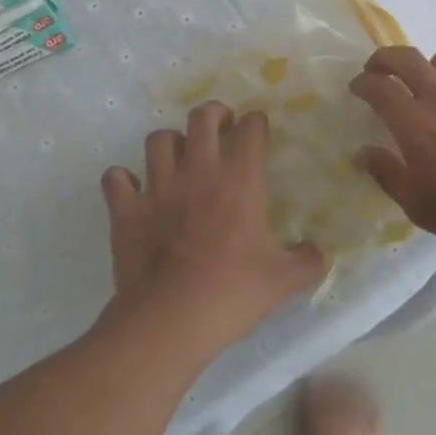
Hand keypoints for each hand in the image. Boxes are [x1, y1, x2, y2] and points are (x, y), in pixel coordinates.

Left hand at [102, 102, 326, 349]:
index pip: (250, 129)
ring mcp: (158, 187)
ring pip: (158, 140)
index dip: (256, 123)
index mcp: (239, 180)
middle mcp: (198, 171)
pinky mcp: (126, 209)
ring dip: (170, 143)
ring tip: (178, 157)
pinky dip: (124, 180)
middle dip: (214, 114)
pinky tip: (134, 190)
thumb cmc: (231, 293)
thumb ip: (306, 262)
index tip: (258, 130)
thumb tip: (319, 254)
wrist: (170, 320)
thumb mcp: (282, 281)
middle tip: (220, 128)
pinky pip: (116, 178)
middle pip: (202, 118)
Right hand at [349, 48, 435, 258]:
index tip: (358, 88)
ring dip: (430, 69)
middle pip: (406, 58)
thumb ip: (386, 172)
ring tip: (432, 85)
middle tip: (381, 69)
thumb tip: (362, 153)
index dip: (362, 82)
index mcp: (413, 122)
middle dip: (386, 58)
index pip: (377, 86)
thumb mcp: (417, 204)